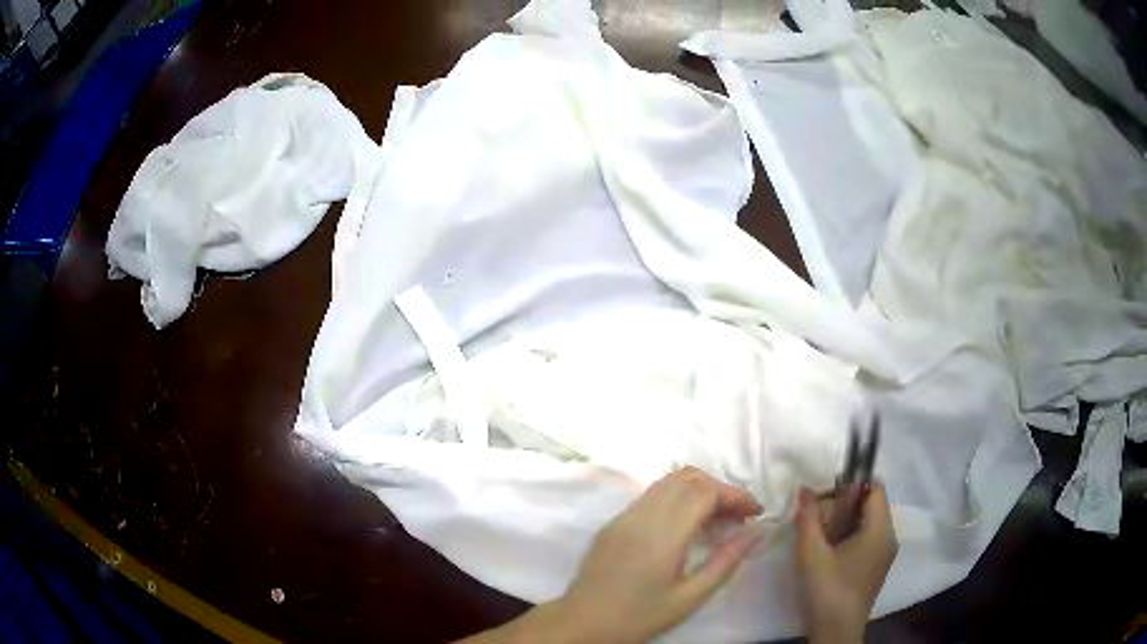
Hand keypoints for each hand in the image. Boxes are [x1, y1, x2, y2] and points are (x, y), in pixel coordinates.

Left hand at [558, 467, 763, 643]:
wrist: (583, 622)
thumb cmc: (640, 615)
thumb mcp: (690, 597)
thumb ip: (726, 561)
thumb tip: (756, 532)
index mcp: (663, 533)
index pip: (706, 492)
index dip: (735, 495)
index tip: (755, 512)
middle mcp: (642, 515)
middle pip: (688, 479)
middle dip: (720, 489)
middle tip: (739, 516)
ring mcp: (624, 516)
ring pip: (667, 482)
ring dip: (698, 490)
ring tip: (717, 518)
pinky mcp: (613, 523)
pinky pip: (651, 495)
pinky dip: (677, 497)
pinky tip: (686, 525)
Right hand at [795, 484, 897, 643]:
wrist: (837, 629)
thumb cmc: (827, 587)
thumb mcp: (812, 552)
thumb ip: (808, 517)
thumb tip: (804, 488)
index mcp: (880, 529)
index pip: (876, 487)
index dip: (853, 483)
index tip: (827, 494)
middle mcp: (889, 536)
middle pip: (872, 504)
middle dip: (845, 505)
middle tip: (818, 518)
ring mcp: (885, 553)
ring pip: (869, 522)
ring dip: (846, 521)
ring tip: (820, 536)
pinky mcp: (878, 566)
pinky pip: (869, 538)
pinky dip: (851, 535)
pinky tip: (830, 551)